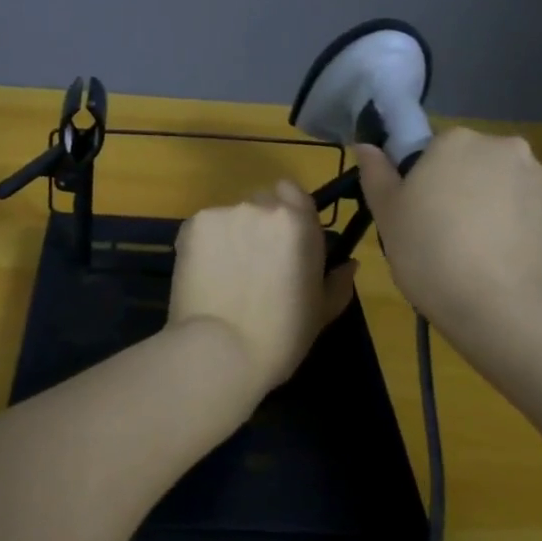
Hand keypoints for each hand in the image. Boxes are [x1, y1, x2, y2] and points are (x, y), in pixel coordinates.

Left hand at [169, 181, 359, 390]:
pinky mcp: (192, 225)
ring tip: (225, 274)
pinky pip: (203, 228)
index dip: (287, 209)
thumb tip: (349, 265)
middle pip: (260, 201)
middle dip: (259, 224)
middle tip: (254, 261)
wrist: (221, 350)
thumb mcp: (322, 312)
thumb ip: (337, 282)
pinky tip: (204, 275)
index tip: (283, 237)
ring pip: (230, 216)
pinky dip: (205, 245)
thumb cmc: (282, 336)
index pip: (292, 191)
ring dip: (231, 235)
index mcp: (298, 223)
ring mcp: (224, 213)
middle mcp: (261, 207)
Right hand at [355, 126, 541, 338]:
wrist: (505, 311)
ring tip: (480, 255)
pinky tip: (507, 264)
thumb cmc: (431, 254)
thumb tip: (366, 146)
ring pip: (508, 188)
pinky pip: (534, 216)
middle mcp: (506, 148)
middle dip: (463, 189)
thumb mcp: (387, 215)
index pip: (434, 149)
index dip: (424, 181)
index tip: (418, 214)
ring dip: (495, 208)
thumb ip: (376, 173)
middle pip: (475, 163)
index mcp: (457, 140)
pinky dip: (522, 231)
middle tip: (445, 235)